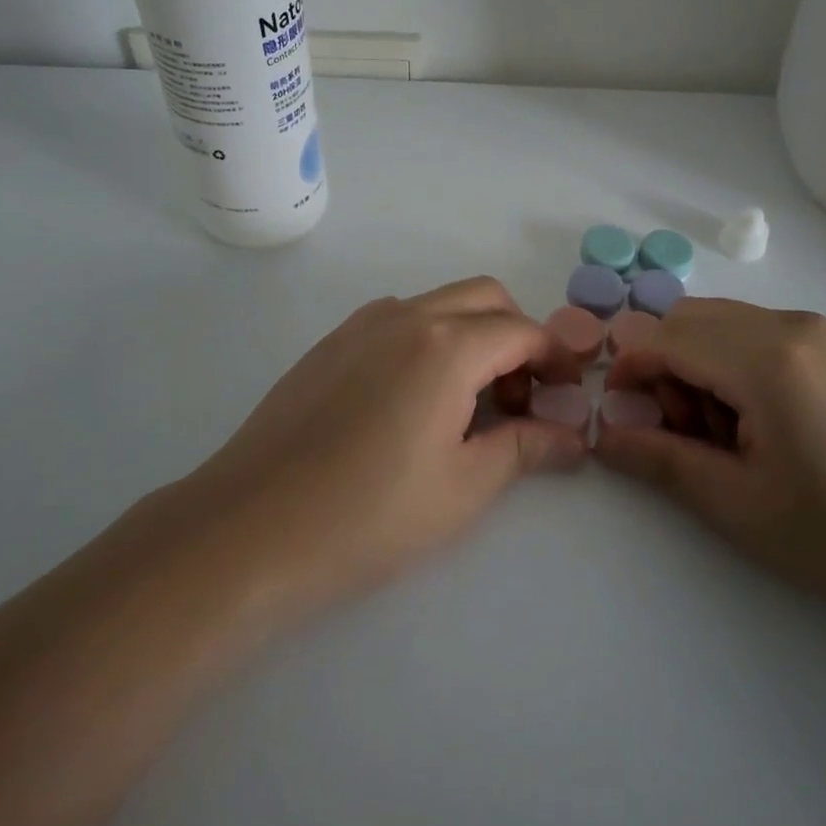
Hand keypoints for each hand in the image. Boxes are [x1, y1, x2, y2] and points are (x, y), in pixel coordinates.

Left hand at [170, 277, 586, 617]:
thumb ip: (525, 448)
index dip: (555, 358)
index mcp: (448, 345)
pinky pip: (398, 319)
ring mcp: (362, 324)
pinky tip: (413, 400)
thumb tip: (574, 437)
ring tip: (466, 402)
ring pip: (439, 303)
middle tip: (518, 397)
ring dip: (471, 333)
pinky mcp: (331, 343)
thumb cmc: (370, 514)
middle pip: (485, 298)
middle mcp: (407, 317)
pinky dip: (428, 339)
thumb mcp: (463, 487)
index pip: (523, 331)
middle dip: (517, 335)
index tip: (566, 395)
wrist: (251, 527)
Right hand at [595, 298, 825, 599]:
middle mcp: (787, 324)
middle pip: (688, 319)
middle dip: (664, 366)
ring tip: (727, 433)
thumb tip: (604, 435)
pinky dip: (734, 362)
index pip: (664, 338)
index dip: (628, 370)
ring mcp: (817, 329)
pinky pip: (759, 332)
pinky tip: (766, 422)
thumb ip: (664, 462)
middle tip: (683, 431)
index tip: (622, 416)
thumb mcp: (744, 508)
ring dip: (699, 364)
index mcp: (764, 359)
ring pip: (722, 322)